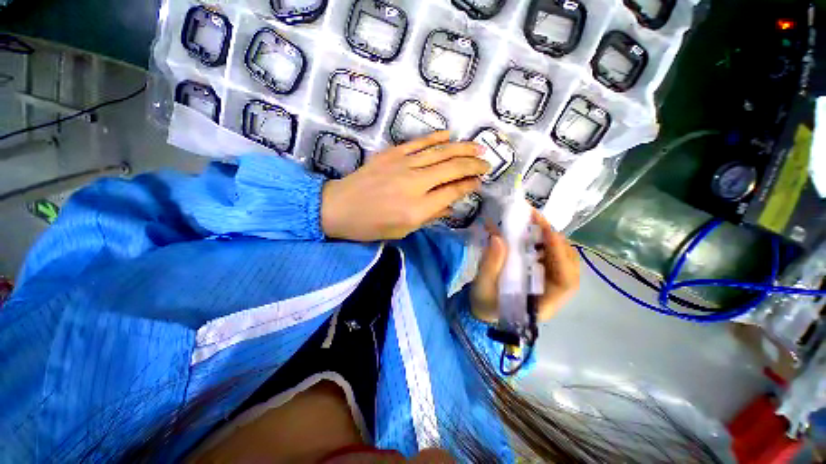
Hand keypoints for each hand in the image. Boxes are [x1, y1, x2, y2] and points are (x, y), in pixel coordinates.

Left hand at [321, 131, 488, 241]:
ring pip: (440, 153)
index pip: (452, 192)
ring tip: (478, 146)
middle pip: (451, 169)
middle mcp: (415, 184)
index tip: (480, 181)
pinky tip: (449, 135)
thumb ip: (430, 216)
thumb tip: (450, 204)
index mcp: (418, 209)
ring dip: (462, 148)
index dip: (469, 185)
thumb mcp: (403, 230)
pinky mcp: (391, 154)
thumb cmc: (371, 226)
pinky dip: (435, 138)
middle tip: (487, 162)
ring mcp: (403, 165)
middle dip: (473, 164)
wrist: (339, 207)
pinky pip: (418, 143)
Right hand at [471, 210, 579, 323]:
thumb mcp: (483, 286)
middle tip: (538, 222)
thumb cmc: (483, 303)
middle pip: (569, 267)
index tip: (547, 232)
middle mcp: (552, 295)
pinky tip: (531, 233)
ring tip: (535, 223)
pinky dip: (544, 243)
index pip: (565, 281)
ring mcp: (548, 286)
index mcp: (541, 306)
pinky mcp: (541, 277)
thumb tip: (498, 237)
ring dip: (551, 240)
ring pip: (563, 261)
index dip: (559, 255)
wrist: (483, 309)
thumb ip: (490, 265)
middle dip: (557, 242)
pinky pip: (551, 258)